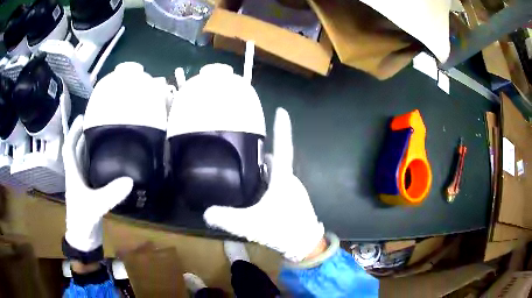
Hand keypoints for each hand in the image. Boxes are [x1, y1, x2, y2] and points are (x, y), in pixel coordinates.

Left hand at [62, 116, 133, 251]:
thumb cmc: (83, 221)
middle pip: (77, 152)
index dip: (73, 133)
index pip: (70, 149)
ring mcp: (82, 185)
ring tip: (101, 137)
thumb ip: (111, 194)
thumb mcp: (96, 206)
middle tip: (95, 123)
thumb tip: (130, 180)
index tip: (81, 118)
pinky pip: (91, 172)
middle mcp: (76, 176)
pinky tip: (106, 161)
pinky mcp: (89, 192)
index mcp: (73, 175)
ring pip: (84, 161)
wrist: (83, 239)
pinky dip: (96, 163)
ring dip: (88, 148)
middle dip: (83, 136)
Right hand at [204, 108, 324, 261]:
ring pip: (277, 173)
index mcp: (283, 178)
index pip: (283, 147)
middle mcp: (290, 180)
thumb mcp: (250, 225)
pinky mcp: (294, 199)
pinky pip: (280, 184)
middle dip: (262, 154)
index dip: (282, 128)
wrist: (305, 246)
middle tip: (243, 151)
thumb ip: (226, 218)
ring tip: (245, 171)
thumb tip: (206, 213)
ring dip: (264, 170)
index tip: (281, 110)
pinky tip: (256, 192)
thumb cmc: (281, 230)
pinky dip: (268, 182)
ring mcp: (294, 190)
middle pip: (276, 160)